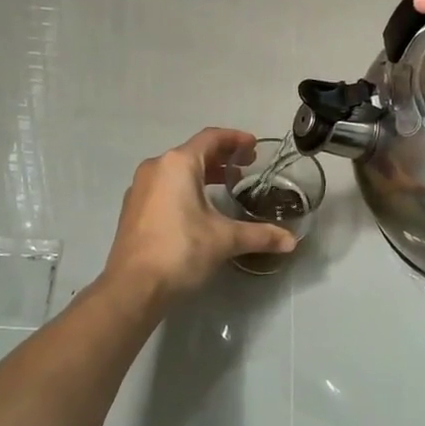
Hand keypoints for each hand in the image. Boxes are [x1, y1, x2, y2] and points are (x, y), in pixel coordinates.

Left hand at [102, 128, 295, 304]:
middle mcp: (156, 167)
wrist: (133, 287)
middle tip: (245, 166)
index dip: (235, 139)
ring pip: (176, 170)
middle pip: (193, 152)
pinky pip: (163, 186)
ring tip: (225, 185)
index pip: (211, 138)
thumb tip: (291, 241)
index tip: (254, 146)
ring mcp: (140, 187)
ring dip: (202, 173)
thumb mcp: (224, 239)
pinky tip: (197, 208)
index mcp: (178, 164)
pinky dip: (184, 187)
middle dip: (221, 157)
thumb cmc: (181, 250)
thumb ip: (259, 235)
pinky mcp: (133, 208)